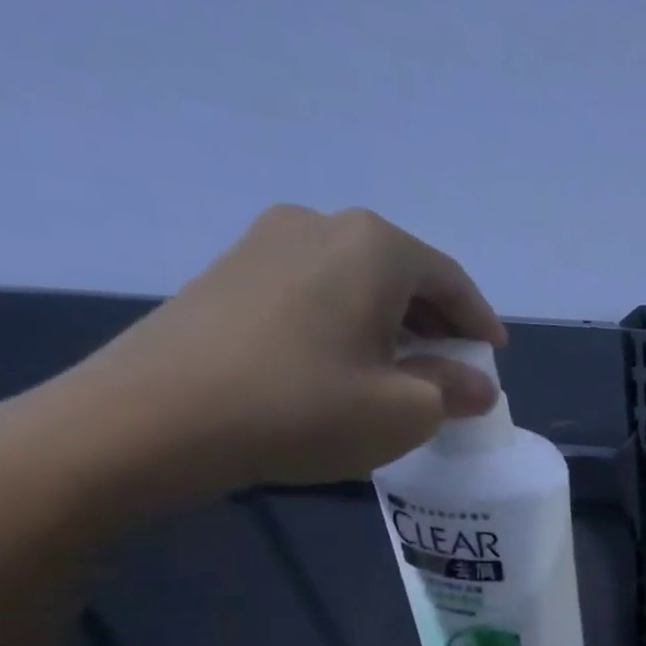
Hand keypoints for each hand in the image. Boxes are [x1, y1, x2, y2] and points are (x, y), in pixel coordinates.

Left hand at [54, 206, 506, 499]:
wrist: (151, 420)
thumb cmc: (302, 408)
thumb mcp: (405, 411)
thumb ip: (453, 390)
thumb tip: (477, 385)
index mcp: (374, 246)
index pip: (451, 280)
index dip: (480, 321)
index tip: (494, 355)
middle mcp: (321, 225)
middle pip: (404, 273)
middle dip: (437, 321)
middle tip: (453, 365)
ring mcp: (265, 243)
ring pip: (356, 281)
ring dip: (391, 321)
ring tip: (402, 369)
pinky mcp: (227, 271)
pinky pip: (314, 290)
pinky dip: (345, 321)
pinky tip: (343, 364)